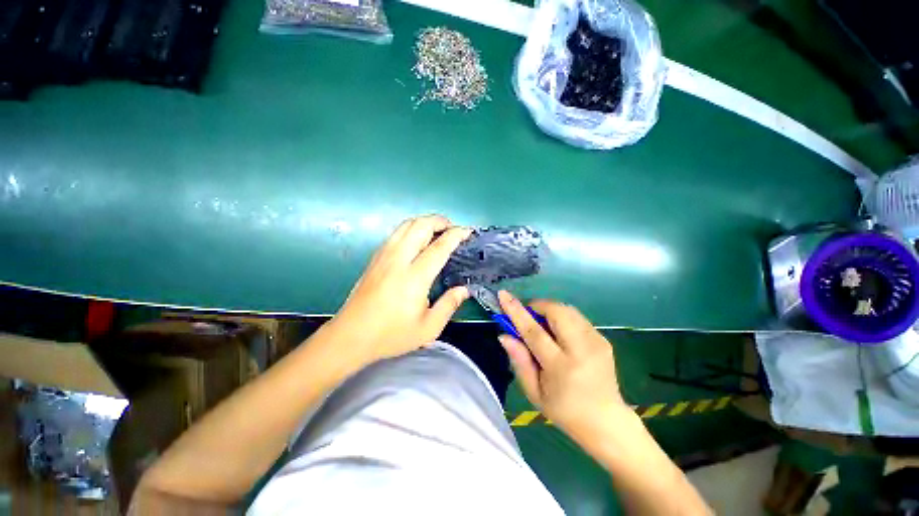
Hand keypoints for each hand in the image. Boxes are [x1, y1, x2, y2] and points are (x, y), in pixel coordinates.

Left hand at [330, 215, 471, 362]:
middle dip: (440, 221)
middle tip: (452, 229)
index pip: (439, 247)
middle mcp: (398, 260)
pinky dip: (410, 228)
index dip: (456, 235)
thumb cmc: (391, 335)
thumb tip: (464, 290)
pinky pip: (395, 233)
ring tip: (436, 230)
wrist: (350, 336)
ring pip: (405, 225)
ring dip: (424, 222)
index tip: (467, 231)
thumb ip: (449, 305)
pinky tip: (416, 240)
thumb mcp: (428, 328)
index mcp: (415, 277)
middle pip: (420, 226)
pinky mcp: (375, 258)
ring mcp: (384, 256)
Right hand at [498, 291, 624, 442]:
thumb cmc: (564, 410)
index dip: (517, 311)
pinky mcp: (603, 339)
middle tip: (528, 316)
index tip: (504, 295)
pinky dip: (562, 317)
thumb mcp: (534, 392)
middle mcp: (582, 350)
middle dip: (537, 306)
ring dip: (550, 310)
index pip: (534, 332)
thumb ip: (519, 361)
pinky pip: (577, 317)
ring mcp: (596, 342)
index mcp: (561, 368)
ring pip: (568, 310)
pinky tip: (559, 333)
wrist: (606, 422)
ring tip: (543, 325)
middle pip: (556, 312)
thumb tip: (504, 335)